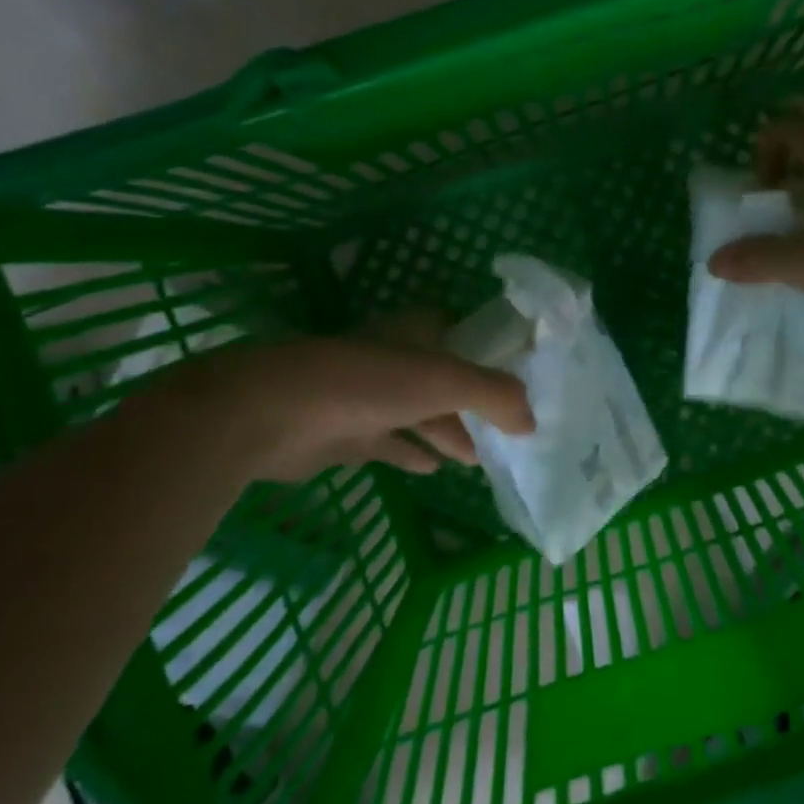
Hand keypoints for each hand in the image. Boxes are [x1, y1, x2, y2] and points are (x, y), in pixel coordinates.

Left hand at [131, 324, 533, 482]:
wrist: (270, 414)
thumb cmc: (365, 384)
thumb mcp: (443, 382)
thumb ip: (495, 396)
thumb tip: (533, 422)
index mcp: (416, 334)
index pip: (463, 335)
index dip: (493, 353)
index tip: (523, 373)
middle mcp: (394, 360)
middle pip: (445, 379)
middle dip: (475, 402)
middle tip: (509, 429)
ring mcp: (368, 397)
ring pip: (420, 413)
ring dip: (448, 430)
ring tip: (481, 457)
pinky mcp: (346, 434)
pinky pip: (391, 442)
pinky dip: (414, 452)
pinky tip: (435, 469)